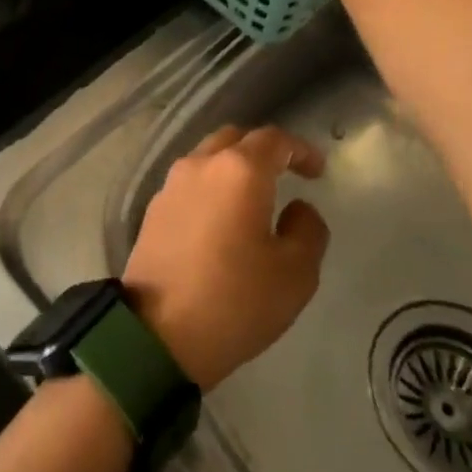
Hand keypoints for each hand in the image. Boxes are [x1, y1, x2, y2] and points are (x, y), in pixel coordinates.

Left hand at [122, 125, 329, 389]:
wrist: (158, 332)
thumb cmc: (235, 300)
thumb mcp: (295, 274)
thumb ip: (307, 230)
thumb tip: (298, 208)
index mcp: (239, 170)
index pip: (274, 140)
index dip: (300, 150)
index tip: (317, 171)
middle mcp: (202, 163)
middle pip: (236, 139)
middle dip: (263, 151)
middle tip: (285, 175)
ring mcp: (172, 183)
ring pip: (208, 156)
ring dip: (233, 167)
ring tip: (254, 198)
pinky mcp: (154, 207)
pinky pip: (190, 182)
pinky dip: (212, 186)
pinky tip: (222, 217)